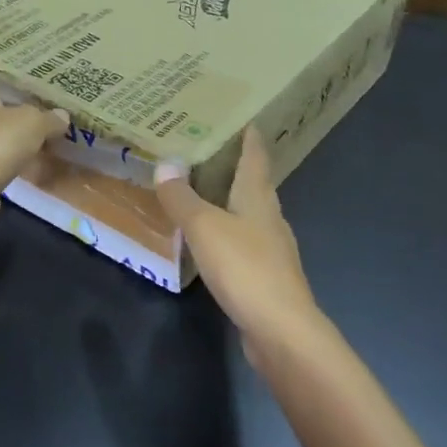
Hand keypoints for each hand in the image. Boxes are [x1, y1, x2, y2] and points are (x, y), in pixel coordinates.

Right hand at [154, 126, 322, 358]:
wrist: (280, 329)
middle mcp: (270, 218)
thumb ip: (183, 198)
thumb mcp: (205, 228)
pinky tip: (214, 242)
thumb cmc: (245, 268)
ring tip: (206, 192)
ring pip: (251, 215)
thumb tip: (165, 163)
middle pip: (256, 184)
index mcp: (259, 198)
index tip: (242, 118)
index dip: (249, 137)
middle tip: (210, 151)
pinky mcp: (266, 277)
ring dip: (232, 201)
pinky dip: (229, 233)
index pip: (256, 157)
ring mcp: (272, 249)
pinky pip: (245, 244)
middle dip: (237, 167)